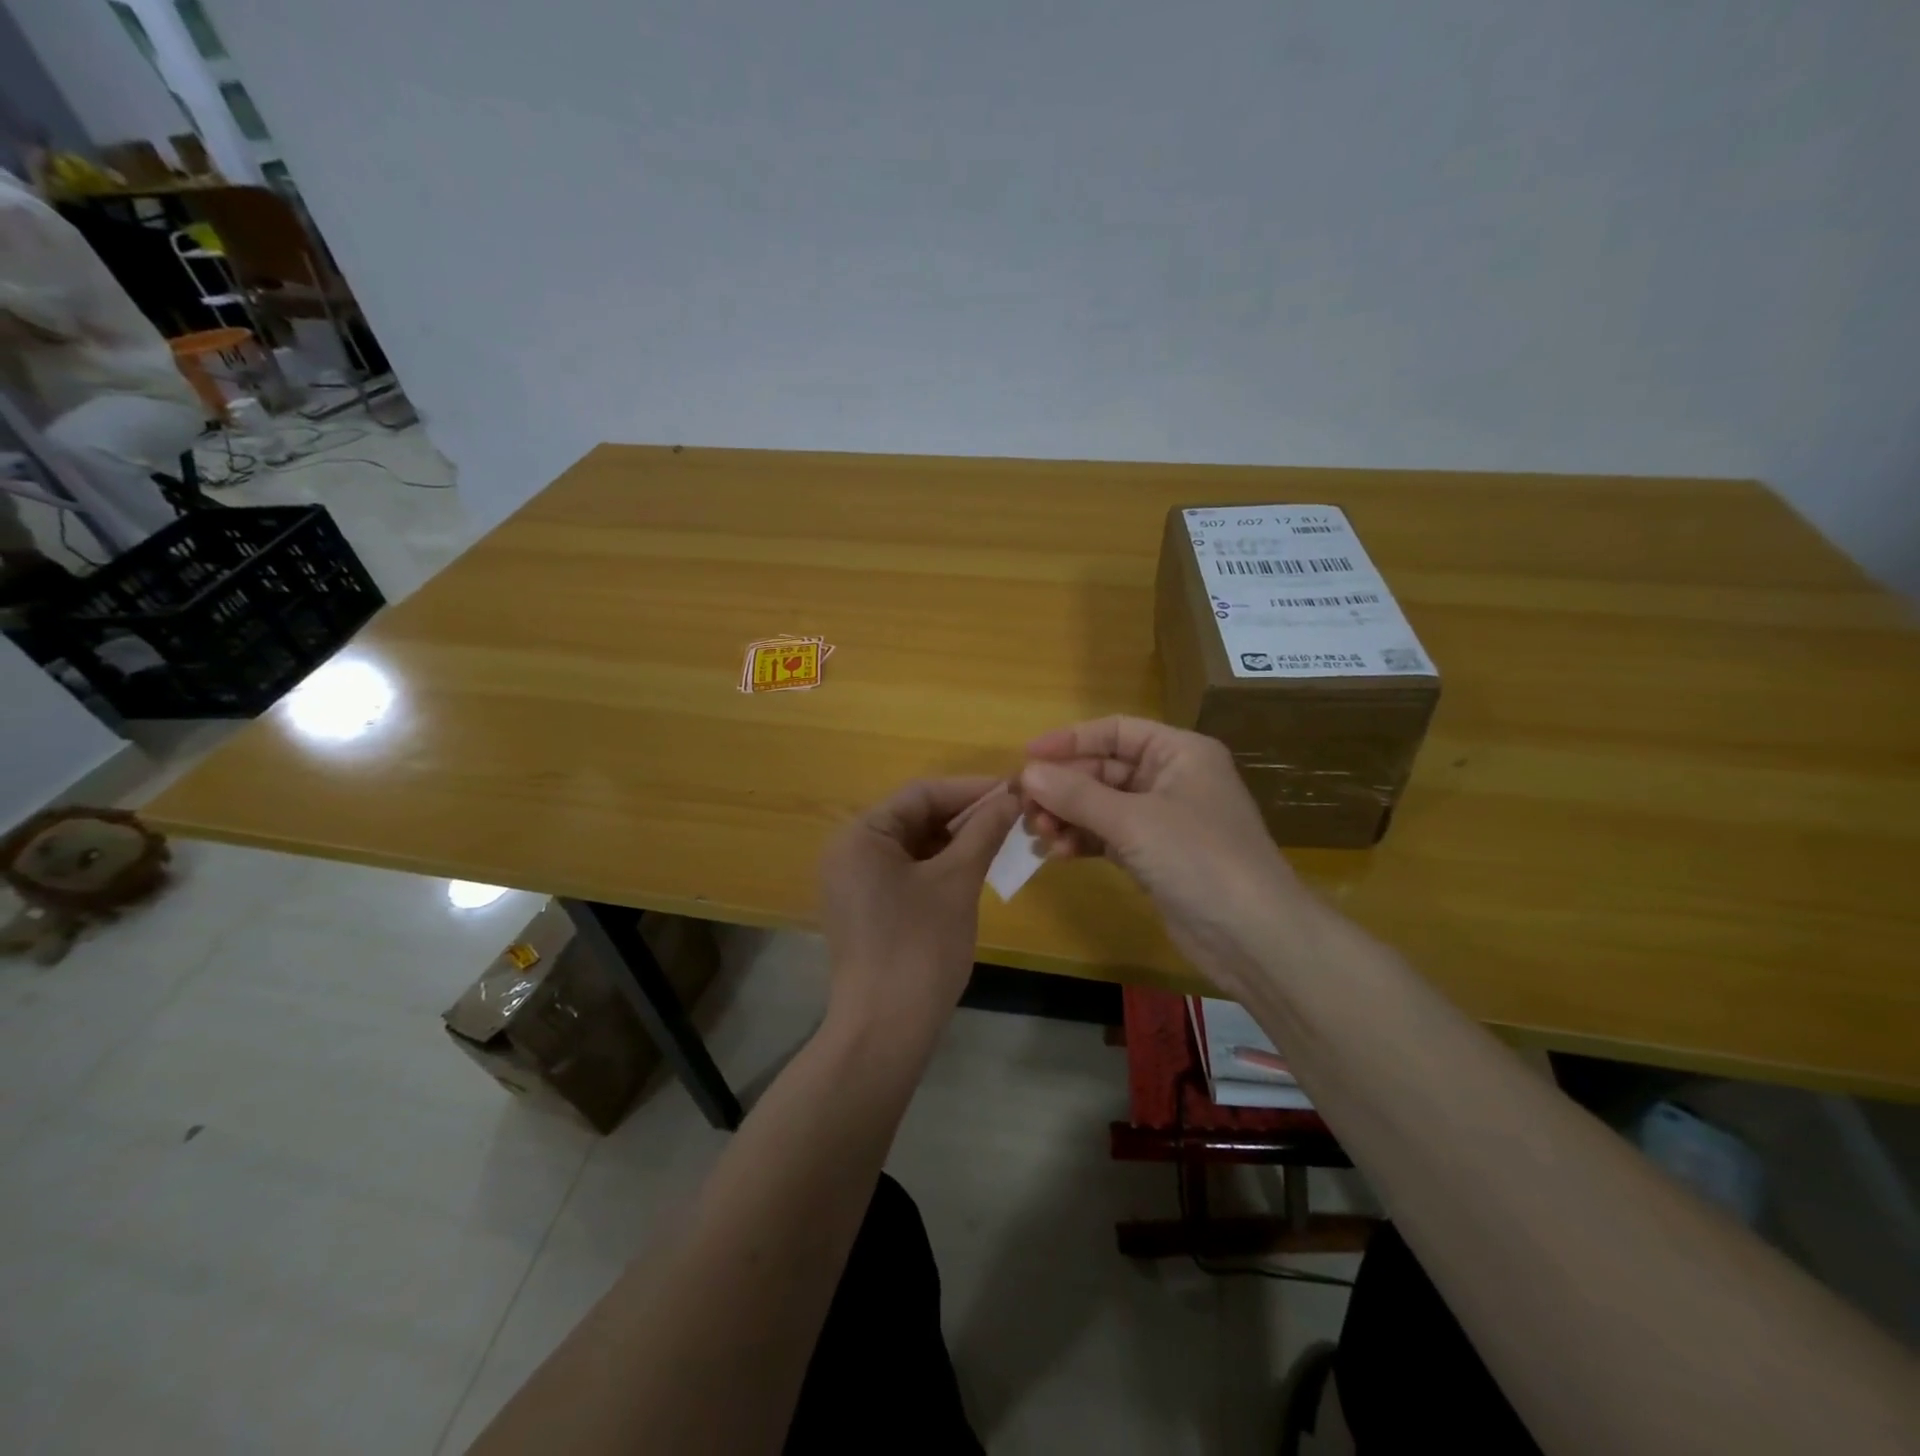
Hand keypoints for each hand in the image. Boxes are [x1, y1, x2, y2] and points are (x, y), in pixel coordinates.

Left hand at [818, 776, 1020, 1045]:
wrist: (885, 1030)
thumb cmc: (920, 946)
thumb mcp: (957, 881)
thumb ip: (983, 832)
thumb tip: (1011, 797)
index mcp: (861, 835)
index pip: (921, 794)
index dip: (971, 789)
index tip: (1014, 789)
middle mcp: (850, 851)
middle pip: (915, 817)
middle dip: (965, 816)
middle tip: (1013, 816)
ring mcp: (855, 883)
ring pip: (914, 846)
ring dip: (956, 841)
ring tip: (1001, 839)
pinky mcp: (867, 909)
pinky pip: (907, 872)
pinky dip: (940, 867)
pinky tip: (974, 868)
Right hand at [1018, 717, 1312, 991]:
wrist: (1254, 937)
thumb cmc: (1199, 859)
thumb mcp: (1133, 821)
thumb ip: (1076, 795)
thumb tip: (1026, 773)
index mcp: (1179, 753)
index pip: (1115, 731)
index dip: (1070, 740)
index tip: (1026, 757)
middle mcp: (1172, 779)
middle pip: (1104, 771)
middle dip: (1064, 788)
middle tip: (1024, 808)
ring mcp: (1165, 820)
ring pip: (1102, 806)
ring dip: (1068, 817)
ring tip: (1038, 835)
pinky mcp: (1156, 856)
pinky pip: (1109, 837)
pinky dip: (1082, 841)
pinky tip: (1056, 853)